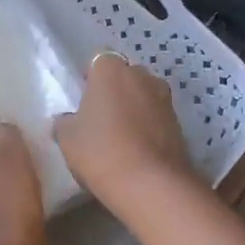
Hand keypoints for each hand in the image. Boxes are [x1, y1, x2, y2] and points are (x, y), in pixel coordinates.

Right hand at [53, 52, 192, 207]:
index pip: (98, 60)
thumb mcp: (67, 139)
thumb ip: (64, 122)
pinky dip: (147, 128)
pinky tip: (136, 151)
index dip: (90, 78)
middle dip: (114, 91)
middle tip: (99, 118)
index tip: (82, 100)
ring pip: (143, 96)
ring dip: (133, 109)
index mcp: (111, 70)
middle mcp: (142, 75)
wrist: (150, 184)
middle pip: (124, 76)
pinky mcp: (180, 123)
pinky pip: (156, 118)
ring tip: (119, 137)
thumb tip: (66, 120)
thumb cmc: (101, 151)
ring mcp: (165, 98)